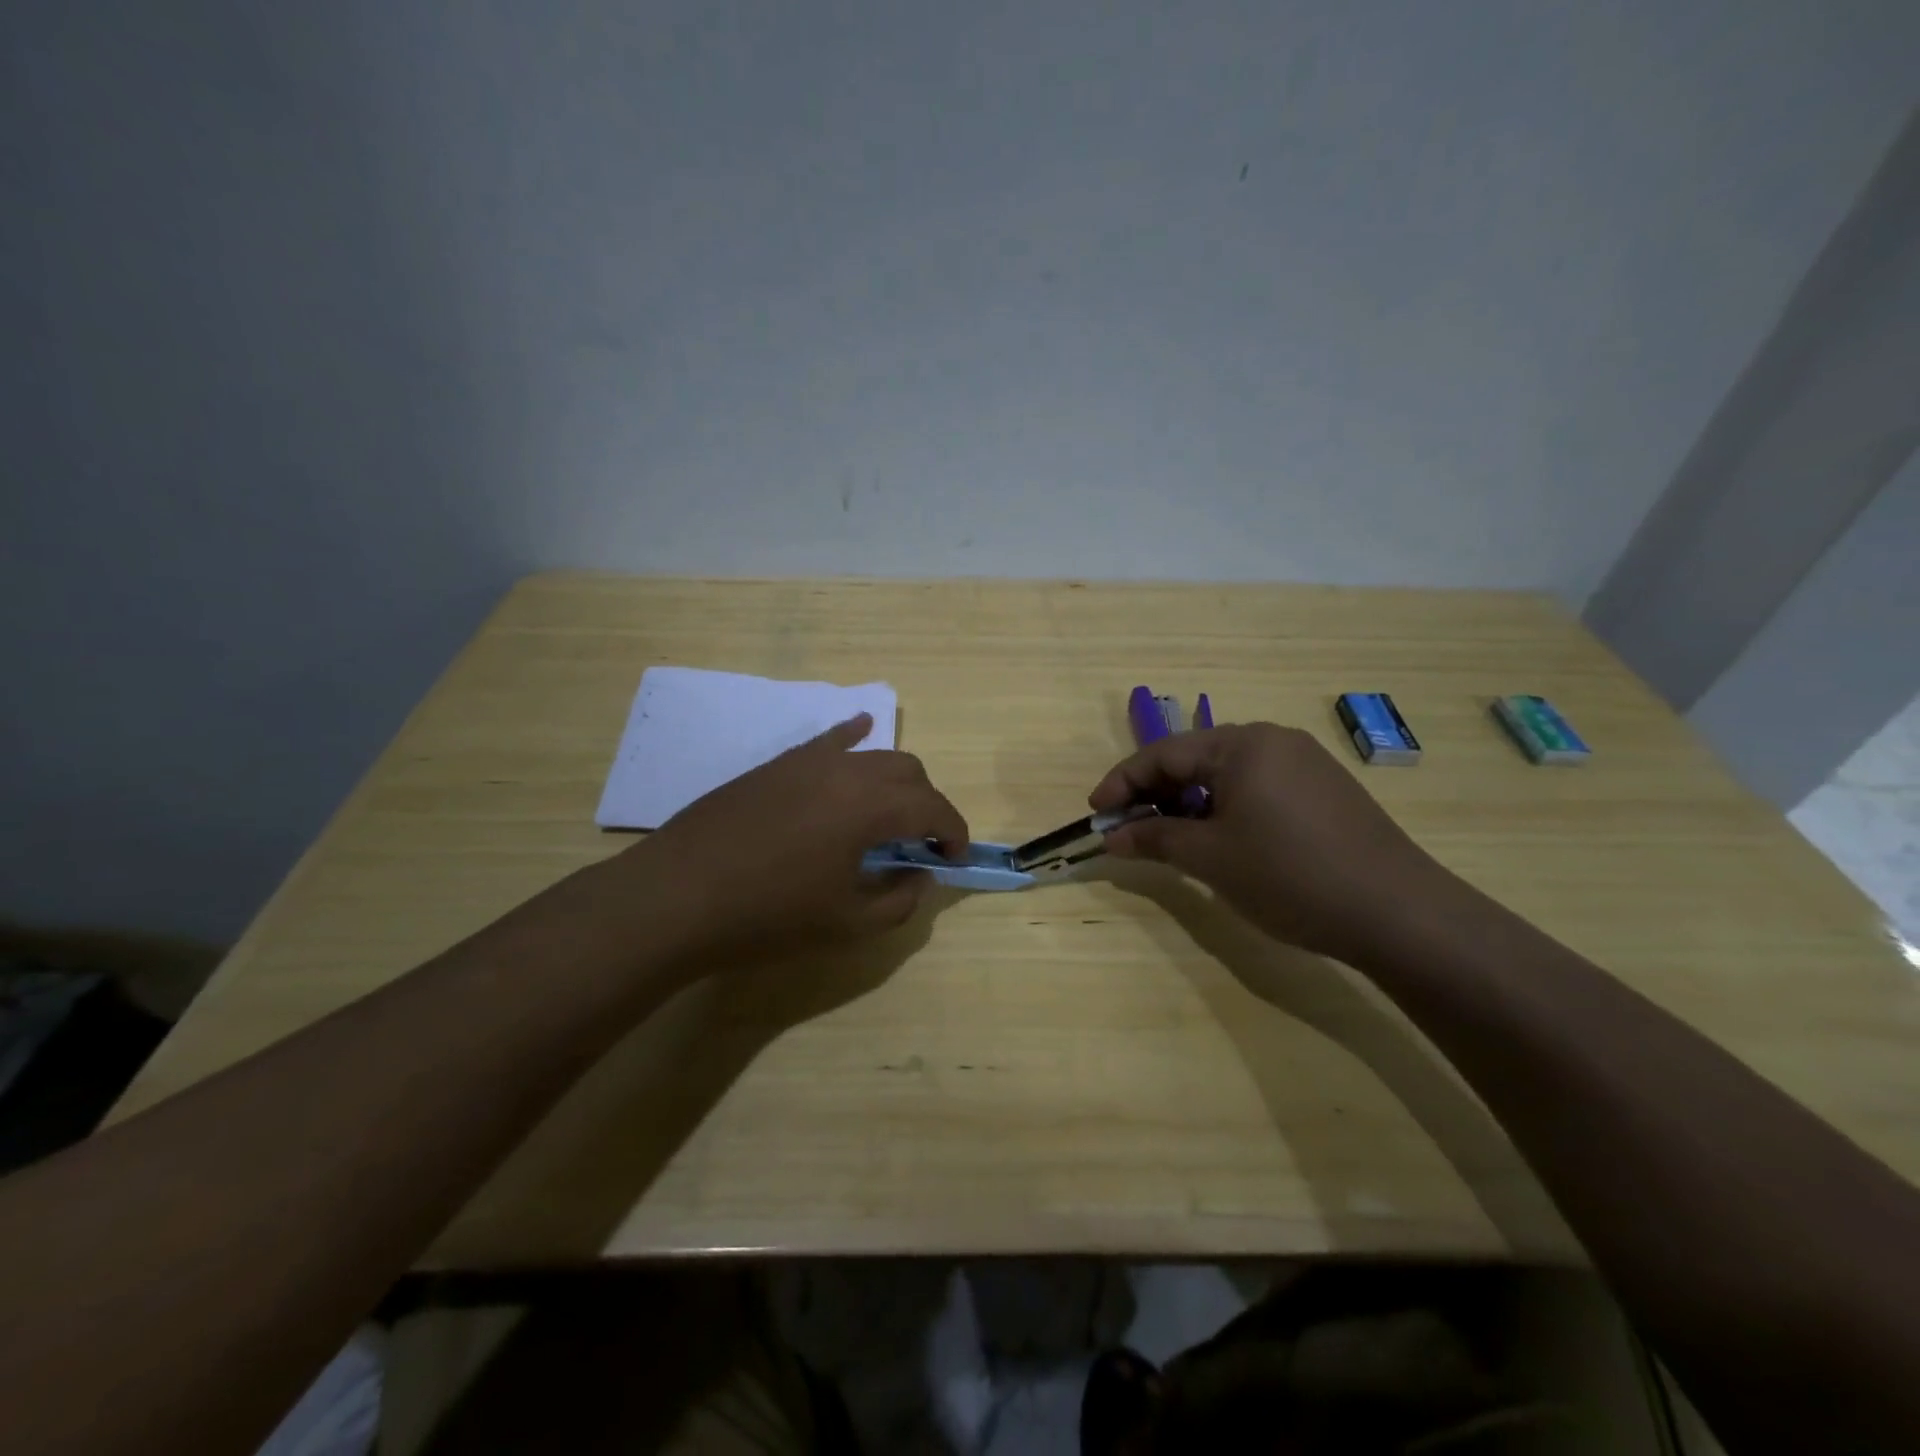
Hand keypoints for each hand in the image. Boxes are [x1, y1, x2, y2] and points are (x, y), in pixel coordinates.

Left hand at [638, 713, 969, 951]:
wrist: (678, 897)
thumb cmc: (768, 916)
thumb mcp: (847, 923)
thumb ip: (900, 900)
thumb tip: (920, 875)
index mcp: (870, 806)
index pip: (933, 807)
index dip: (954, 831)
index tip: (955, 857)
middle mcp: (846, 769)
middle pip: (908, 772)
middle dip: (927, 805)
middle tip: (922, 843)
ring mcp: (807, 761)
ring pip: (871, 755)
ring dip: (894, 781)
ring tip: (890, 813)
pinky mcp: (777, 764)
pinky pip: (828, 741)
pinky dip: (854, 738)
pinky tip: (861, 731)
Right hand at [1088, 722, 1452, 962]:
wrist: (1397, 912)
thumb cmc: (1289, 875)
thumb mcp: (1209, 858)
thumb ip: (1154, 838)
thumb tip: (1112, 837)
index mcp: (1241, 744)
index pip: (1163, 754)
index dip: (1122, 783)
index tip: (1095, 814)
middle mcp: (1272, 741)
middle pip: (1194, 759)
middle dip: (1155, 793)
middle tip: (1127, 829)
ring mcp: (1304, 763)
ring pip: (1225, 774)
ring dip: (1188, 802)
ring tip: (1168, 838)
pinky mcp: (1324, 790)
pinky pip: (1256, 788)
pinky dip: (1224, 808)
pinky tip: (1219, 840)